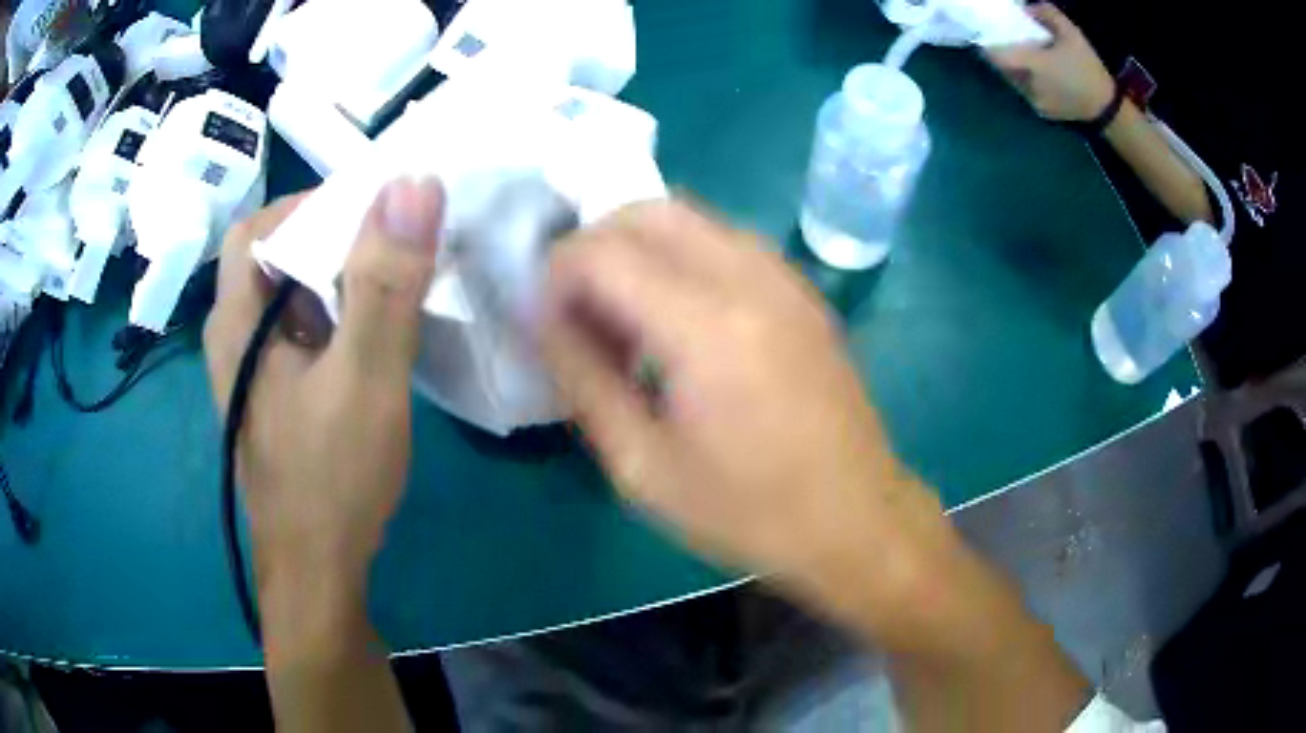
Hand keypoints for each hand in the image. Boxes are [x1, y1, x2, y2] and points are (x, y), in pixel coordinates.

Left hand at [204, 178, 442, 599]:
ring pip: (287, 295)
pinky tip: (368, 333)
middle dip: (326, 238)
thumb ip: (384, 283)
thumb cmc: (331, 476)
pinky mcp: (274, 395)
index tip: (371, 211)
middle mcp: (233, 337)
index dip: (310, 206)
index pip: (260, 227)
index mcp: (236, 321)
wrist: (318, 568)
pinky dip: (332, 314)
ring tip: (386, 280)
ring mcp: (252, 370)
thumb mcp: (364, 377)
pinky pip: (298, 331)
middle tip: (386, 243)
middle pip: (271, 257)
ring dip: (332, 276)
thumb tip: (414, 184)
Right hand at [541, 201, 946, 623]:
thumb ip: (583, 380)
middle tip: (576, 306)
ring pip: (688, 215)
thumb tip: (544, 319)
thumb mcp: (643, 467)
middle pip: (646, 210)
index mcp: (706, 328)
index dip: (556, 274)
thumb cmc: (748, 512)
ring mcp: (784, 277)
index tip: (545, 318)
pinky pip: (725, 239)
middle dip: (594, 243)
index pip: (603, 252)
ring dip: (638, 244)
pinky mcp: (802, 290)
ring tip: (621, 311)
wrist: (856, 519)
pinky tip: (677, 315)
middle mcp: (749, 278)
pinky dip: (681, 254)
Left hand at [985, 3, 1115, 121]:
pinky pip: (1026, 92)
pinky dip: (1026, 81)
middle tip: (1007, 44)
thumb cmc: (1088, 68)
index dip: (988, 45)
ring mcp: (1034, 101)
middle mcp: (1028, 85)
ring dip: (1014, 69)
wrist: (1106, 108)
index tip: (989, 35)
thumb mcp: (1072, 33)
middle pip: (1002, 68)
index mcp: (1032, 65)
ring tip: (1023, 58)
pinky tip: (1038, 74)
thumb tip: (1028, 10)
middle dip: (1002, 55)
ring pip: (1013, 81)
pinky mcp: (1042, 112)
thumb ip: (1048, 14)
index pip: (995, 56)